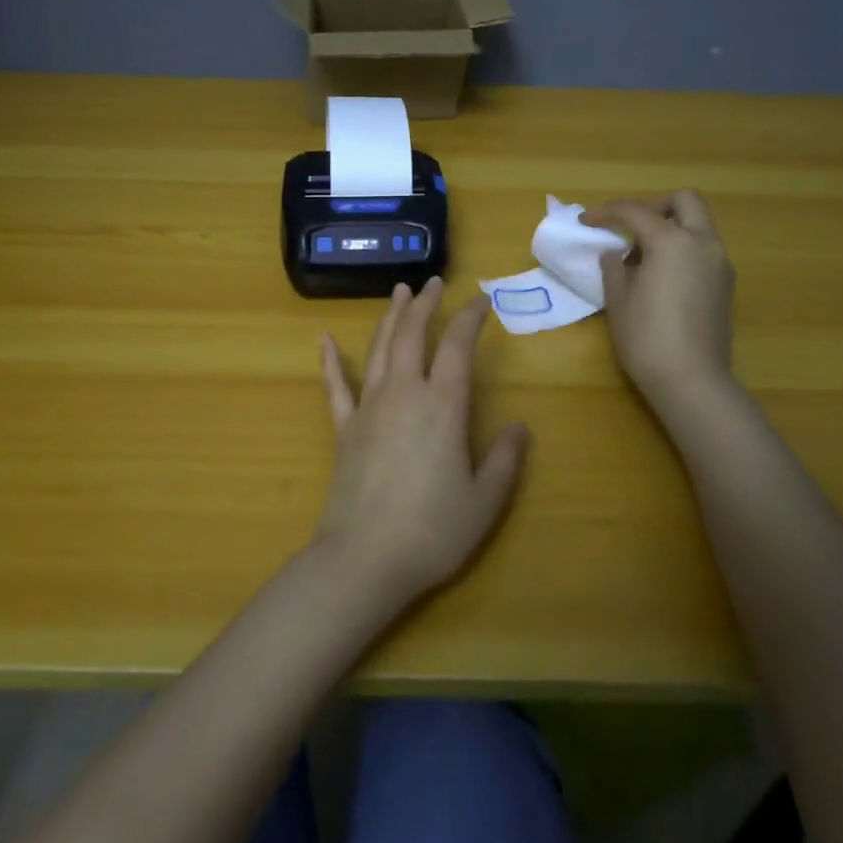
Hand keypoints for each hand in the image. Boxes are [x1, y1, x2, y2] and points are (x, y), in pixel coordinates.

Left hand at [314, 277, 529, 611]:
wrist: (364, 559)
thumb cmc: (432, 531)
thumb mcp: (484, 501)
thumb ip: (505, 460)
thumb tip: (519, 427)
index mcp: (443, 406)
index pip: (458, 347)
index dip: (470, 319)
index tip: (481, 301)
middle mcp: (404, 393)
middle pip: (412, 335)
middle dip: (425, 305)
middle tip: (433, 283)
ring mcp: (368, 408)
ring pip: (380, 349)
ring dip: (390, 318)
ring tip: (398, 292)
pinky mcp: (344, 428)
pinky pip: (335, 385)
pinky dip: (330, 360)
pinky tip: (324, 338)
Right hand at [583, 191, 736, 402]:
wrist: (692, 380)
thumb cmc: (646, 338)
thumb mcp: (618, 299)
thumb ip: (614, 267)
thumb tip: (616, 254)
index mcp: (672, 241)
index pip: (635, 212)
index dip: (606, 212)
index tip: (586, 221)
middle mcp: (702, 243)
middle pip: (684, 201)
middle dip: (654, 205)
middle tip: (629, 225)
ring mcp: (720, 263)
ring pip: (698, 225)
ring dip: (670, 228)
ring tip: (640, 258)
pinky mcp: (726, 284)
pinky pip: (703, 249)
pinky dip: (682, 248)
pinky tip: (660, 276)